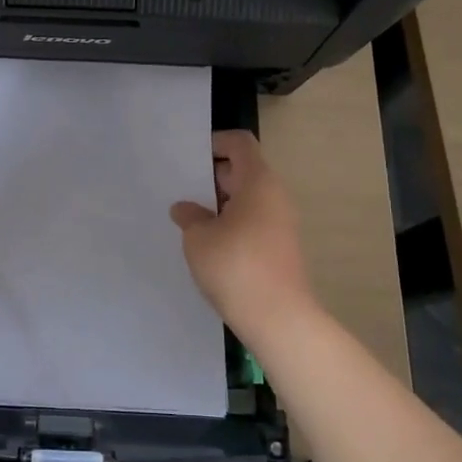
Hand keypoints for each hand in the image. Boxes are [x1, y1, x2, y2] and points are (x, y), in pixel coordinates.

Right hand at [170, 130, 317, 336]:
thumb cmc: (235, 266)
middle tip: (180, 189)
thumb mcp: (198, 238)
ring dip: (219, 204)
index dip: (215, 143)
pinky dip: (231, 224)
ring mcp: (281, 223)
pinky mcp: (280, 248)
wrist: (279, 318)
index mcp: (258, 182)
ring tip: (189, 218)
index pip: (240, 144)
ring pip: (247, 199)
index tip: (189, 157)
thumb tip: (186, 209)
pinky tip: (208, 244)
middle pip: (243, 171)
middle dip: (211, 177)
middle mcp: (275, 196)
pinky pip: (252, 222)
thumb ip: (189, 217)